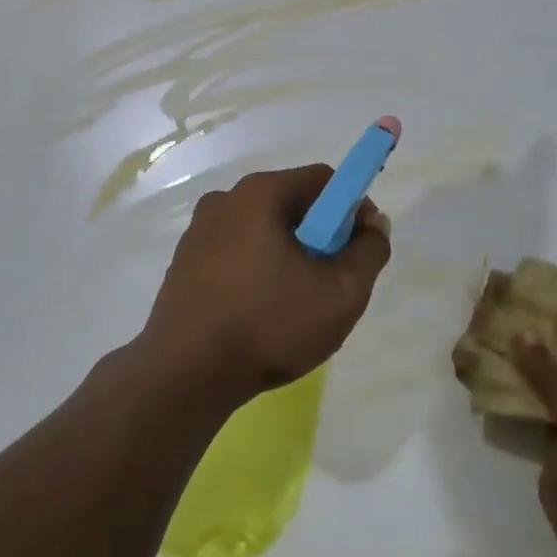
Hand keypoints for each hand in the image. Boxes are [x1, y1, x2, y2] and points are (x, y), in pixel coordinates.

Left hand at [141, 165, 391, 404]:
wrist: (185, 375)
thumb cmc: (269, 325)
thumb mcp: (342, 293)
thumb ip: (370, 250)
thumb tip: (373, 223)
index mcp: (259, 193)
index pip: (323, 180)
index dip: (351, 209)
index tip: (359, 250)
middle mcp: (224, 201)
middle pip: (291, 205)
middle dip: (320, 237)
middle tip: (330, 284)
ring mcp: (197, 233)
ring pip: (262, 233)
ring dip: (288, 258)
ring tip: (295, 307)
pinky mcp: (183, 264)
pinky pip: (235, 255)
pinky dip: (256, 273)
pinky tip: (260, 315)